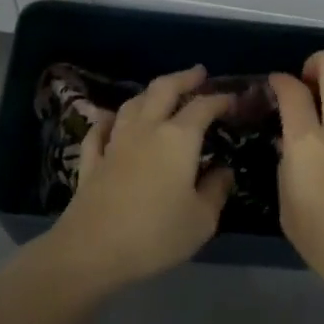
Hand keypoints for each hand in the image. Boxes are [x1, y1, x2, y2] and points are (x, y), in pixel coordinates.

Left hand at [51, 65, 235, 287]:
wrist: (92, 250)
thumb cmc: (156, 234)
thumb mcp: (201, 220)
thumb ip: (216, 191)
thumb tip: (224, 171)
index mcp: (178, 138)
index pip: (203, 107)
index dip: (219, 99)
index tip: (232, 98)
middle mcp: (146, 129)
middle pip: (163, 90)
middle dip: (183, 78)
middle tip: (198, 73)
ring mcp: (115, 142)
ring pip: (132, 104)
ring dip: (149, 93)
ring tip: (161, 93)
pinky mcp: (92, 160)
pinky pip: (100, 130)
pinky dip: (109, 120)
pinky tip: (111, 119)